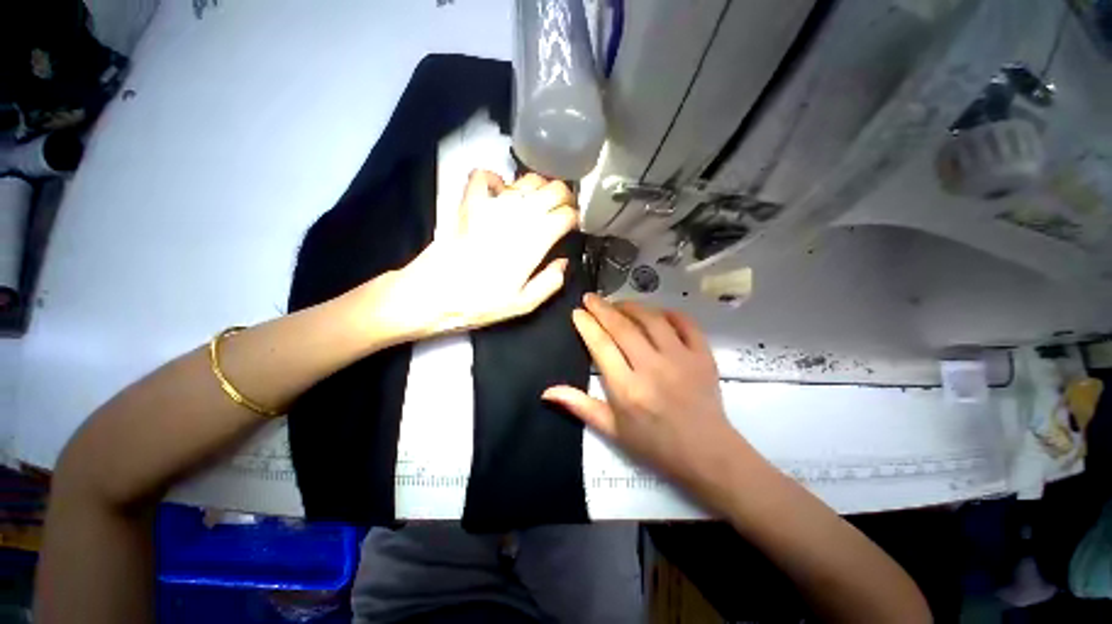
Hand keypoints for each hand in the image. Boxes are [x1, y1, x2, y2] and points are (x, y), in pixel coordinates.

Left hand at [357, 170, 577, 341]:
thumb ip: (550, 282)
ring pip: (528, 179)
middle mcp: (520, 214)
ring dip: (537, 187)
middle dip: (563, 197)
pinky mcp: (470, 201)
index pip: (568, 214)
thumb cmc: (478, 303)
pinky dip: (495, 179)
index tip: (570, 227)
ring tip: (534, 202)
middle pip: (555, 188)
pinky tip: (498, 191)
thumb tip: (562, 263)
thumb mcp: (522, 305)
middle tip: (558, 210)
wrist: (433, 293)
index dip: (574, 219)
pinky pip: (484, 176)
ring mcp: (493, 204)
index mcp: (536, 239)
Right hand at [543, 294, 748, 491]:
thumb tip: (546, 391)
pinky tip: (658, 313)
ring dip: (633, 307)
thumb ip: (581, 407)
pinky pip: (686, 324)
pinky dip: (670, 314)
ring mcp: (680, 358)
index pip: (601, 346)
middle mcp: (651, 367)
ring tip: (620, 304)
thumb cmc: (655, 445)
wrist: (703, 450)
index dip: (587, 326)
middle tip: (592, 299)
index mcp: (626, 389)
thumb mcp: (613, 431)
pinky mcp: (702, 355)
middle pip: (623, 327)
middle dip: (603, 309)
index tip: (578, 313)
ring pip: (652, 320)